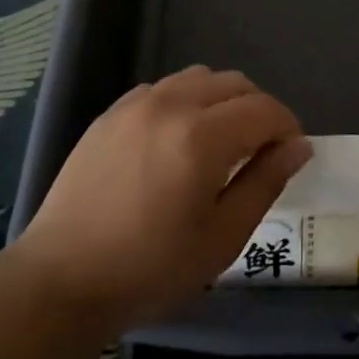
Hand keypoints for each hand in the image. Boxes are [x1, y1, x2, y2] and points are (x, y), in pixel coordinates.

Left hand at [12, 67, 310, 332]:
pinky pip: (164, 88)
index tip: (291, 154)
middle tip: (260, 151)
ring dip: (223, 100)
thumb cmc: (149, 269)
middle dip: (259, 110)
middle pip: (235, 83)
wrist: (61, 280)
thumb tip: (298, 146)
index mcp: (201, 136)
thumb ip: (265, 183)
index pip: (264, 109)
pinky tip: (178, 140)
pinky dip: (186, 101)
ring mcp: (136, 104)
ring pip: (199, 78)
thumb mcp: (221, 238)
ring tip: (220, 142)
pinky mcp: (111, 113)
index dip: (287, 127)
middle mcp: (170, 105)